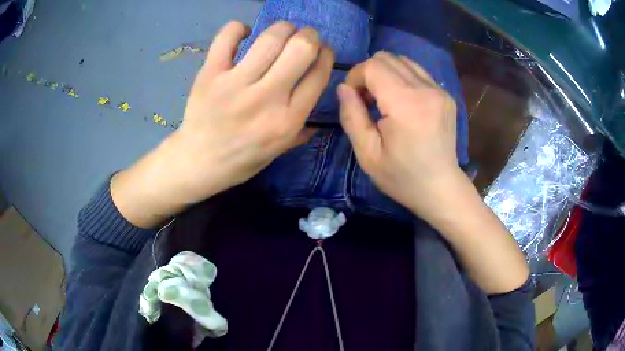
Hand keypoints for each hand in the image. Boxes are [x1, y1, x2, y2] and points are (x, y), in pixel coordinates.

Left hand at [112, 21, 334, 227]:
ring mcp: (235, 83)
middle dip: (310, 35)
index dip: (326, 56)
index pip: (318, 74)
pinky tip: (244, 33)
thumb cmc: (240, 160)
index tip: (323, 51)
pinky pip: (227, 37)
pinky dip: (238, 28)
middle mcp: (266, 98)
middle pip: (301, 48)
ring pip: (270, 38)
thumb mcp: (279, 151)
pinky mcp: (210, 73)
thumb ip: (301, 128)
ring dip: (283, 27)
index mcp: (287, 120)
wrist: (197, 162)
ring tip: (282, 31)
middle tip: (305, 36)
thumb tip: (319, 105)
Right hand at [338, 53, 528, 293]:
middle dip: (369, 73)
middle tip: (367, 100)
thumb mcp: (367, 154)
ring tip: (384, 100)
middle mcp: (426, 89)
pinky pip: (417, 71)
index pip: (373, 66)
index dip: (356, 76)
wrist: (441, 188)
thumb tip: (343, 87)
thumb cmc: (402, 177)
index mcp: (406, 104)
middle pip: (387, 58)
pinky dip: (402, 78)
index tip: (353, 98)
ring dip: (385, 73)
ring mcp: (439, 90)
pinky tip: (402, 101)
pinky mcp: (446, 94)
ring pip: (402, 60)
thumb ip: (351, 116)